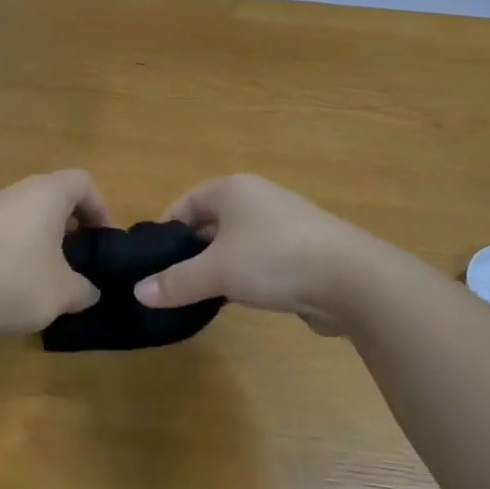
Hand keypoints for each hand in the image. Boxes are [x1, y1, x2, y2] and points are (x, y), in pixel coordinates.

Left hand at [0, 170, 112, 336]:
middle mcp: (17, 192)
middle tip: (83, 259)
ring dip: (45, 239)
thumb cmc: (13, 281)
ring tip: (52, 276)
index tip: (106, 240)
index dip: (102, 207)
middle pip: (55, 196)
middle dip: (74, 224)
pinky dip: (20, 250)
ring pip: (28, 215)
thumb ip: (84, 289)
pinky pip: (6, 232)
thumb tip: (90, 291)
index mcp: (47, 193)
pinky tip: (17, 285)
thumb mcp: (63, 293)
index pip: (83, 182)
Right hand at [132, 174, 378, 332]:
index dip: (168, 225)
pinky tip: (241, 299)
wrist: (351, 278)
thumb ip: (176, 281)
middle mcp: (259, 198)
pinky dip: (248, 275)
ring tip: (202, 293)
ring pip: (238, 242)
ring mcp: (285, 223)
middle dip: (193, 249)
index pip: (188, 200)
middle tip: (172, 279)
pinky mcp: (305, 250)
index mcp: (234, 189)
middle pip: (213, 220)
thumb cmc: (274, 258)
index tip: (152, 256)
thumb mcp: (216, 271)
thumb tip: (138, 292)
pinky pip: (263, 259)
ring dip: (220, 264)